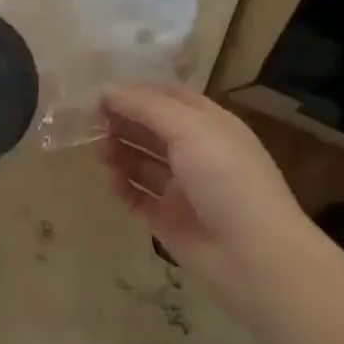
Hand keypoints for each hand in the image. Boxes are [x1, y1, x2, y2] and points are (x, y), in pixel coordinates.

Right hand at [98, 84, 313, 303]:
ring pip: (141, 162)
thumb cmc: (226, 178)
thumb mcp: (190, 129)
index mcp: (208, 125)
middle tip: (90, 123)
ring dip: (118, 152)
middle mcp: (195, 152)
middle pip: (150, 129)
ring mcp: (181, 187)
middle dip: (121, 122)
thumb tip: (107, 89)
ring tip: (99, 152)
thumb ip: (146, 107)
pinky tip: (111, 182)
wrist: (253, 254)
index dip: (135, 93)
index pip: (167, 98)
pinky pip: (138, 196)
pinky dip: (122, 187)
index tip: (100, 94)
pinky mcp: (168, 218)